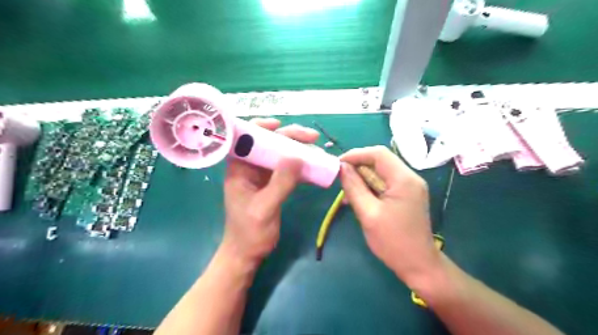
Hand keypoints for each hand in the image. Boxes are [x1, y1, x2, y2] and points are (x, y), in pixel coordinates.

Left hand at [221, 117, 319, 266]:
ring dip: (297, 150)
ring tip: (316, 149)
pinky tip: (312, 165)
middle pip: (267, 143)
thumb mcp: (265, 208)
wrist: (247, 253)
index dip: (261, 126)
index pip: (245, 138)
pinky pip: (286, 168)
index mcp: (238, 168)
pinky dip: (299, 165)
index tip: (280, 125)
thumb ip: (281, 183)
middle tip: (312, 138)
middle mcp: (248, 167)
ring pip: (279, 154)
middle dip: (289, 137)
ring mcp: (261, 176)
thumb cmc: (249, 233)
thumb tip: (298, 156)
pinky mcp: (271, 184)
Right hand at [338, 145, 439, 286]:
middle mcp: (410, 177)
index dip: (356, 154)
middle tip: (340, 179)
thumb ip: (354, 187)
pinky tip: (358, 198)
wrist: (419, 265)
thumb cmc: (393, 242)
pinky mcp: (406, 195)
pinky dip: (370, 187)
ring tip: (347, 192)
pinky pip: (385, 183)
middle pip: (380, 161)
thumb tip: (341, 167)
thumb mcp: (368, 213)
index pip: (378, 153)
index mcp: (404, 179)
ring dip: (362, 178)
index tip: (338, 164)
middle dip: (358, 166)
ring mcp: (410, 186)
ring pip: (381, 172)